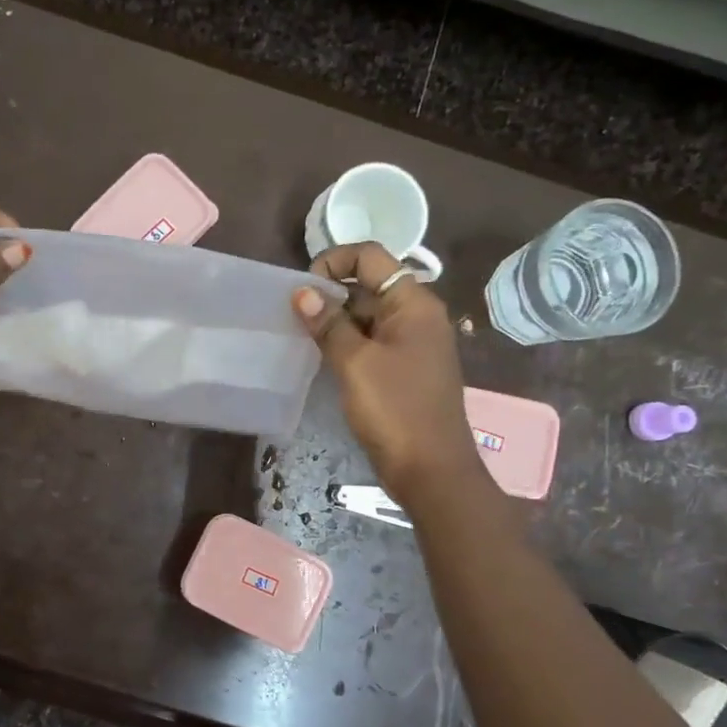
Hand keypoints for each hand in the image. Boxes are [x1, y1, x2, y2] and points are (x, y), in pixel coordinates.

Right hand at [293, 243, 481, 503]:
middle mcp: (417, 315)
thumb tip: (302, 292)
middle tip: (295, 315)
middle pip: (369, 284)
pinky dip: (346, 341)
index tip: (303, 289)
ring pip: (367, 315)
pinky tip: (321, 356)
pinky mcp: (403, 368)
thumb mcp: (355, 363)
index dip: (334, 261)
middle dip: (330, 293)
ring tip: (302, 335)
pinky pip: (371, 341)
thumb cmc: (395, 410)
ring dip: (335, 319)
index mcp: (414, 303)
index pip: (371, 257)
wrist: (431, 469)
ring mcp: (412, 343)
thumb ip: (329, 324)